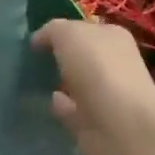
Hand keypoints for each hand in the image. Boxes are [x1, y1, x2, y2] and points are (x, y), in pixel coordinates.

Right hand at [33, 20, 154, 154]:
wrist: (121, 127)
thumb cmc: (98, 69)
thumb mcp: (69, 34)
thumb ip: (52, 31)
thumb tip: (39, 39)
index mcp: (112, 37)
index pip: (85, 28)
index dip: (62, 30)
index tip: (35, 39)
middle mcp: (112, 64)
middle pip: (82, 56)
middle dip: (62, 57)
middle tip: (32, 59)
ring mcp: (105, 95)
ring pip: (78, 84)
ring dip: (61, 82)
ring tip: (34, 80)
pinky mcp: (95, 124)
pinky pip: (72, 110)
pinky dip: (61, 106)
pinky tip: (46, 102)